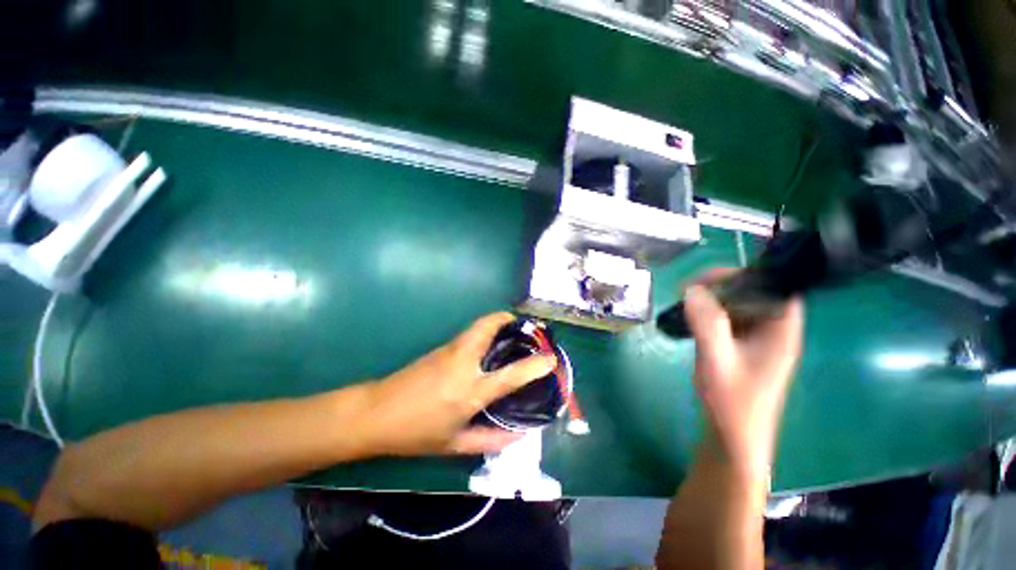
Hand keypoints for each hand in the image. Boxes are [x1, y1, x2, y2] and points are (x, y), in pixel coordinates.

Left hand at [362, 312, 556, 456]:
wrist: (374, 413)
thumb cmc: (415, 432)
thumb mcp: (454, 444)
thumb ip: (491, 440)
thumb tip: (520, 435)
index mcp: (469, 391)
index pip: (510, 375)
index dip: (535, 365)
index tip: (551, 359)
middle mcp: (463, 362)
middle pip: (489, 326)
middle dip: (510, 320)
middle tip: (526, 329)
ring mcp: (450, 350)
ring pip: (479, 325)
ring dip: (498, 323)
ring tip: (513, 335)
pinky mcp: (442, 347)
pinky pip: (470, 333)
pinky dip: (486, 331)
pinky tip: (489, 347)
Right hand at [684, 271, 803, 478]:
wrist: (732, 438)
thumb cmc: (732, 402)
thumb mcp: (717, 360)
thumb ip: (707, 323)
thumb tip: (692, 289)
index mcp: (780, 332)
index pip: (777, 288)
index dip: (750, 276)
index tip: (713, 277)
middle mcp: (773, 332)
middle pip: (755, 294)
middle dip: (724, 285)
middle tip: (690, 288)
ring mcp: (756, 341)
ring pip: (739, 307)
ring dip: (714, 299)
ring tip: (686, 299)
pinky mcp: (741, 349)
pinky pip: (728, 321)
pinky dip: (710, 314)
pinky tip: (691, 318)